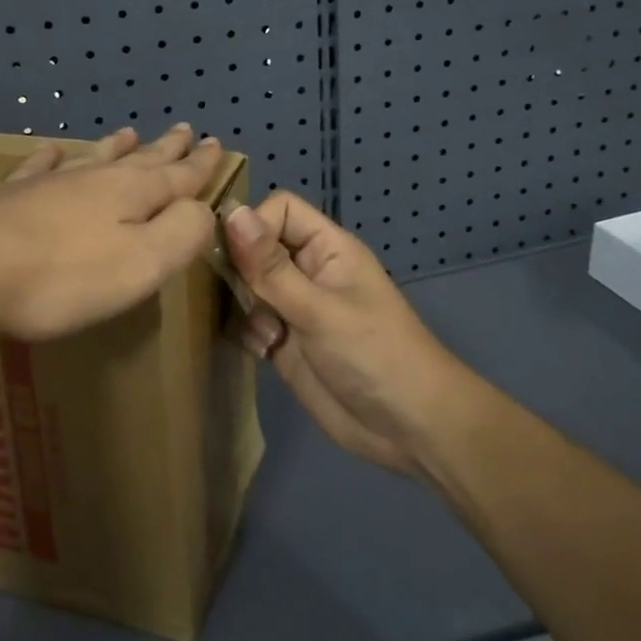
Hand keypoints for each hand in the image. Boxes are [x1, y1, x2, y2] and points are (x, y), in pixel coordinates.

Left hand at [0, 123, 224, 344]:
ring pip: (93, 158)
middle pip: (140, 160)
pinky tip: (50, 151)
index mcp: (132, 195)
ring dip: (116, 147)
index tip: (217, 144)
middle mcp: (94, 180)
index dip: (201, 164)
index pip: (179, 176)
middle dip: (167, 148)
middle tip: (185, 129)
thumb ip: (183, 233)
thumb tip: (204, 210)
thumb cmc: (63, 277)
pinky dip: (49, 159)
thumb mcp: (143, 263)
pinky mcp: (9, 198)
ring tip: (129, 132)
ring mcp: (48, 185)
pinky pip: (37, 169)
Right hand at [223, 192, 462, 477]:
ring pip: (247, 286)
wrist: (410, 430)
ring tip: (264, 331)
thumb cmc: (375, 355)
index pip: (279, 210)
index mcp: (326, 248)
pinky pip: (249, 324)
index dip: (254, 224)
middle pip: (256, 247)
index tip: (234, 255)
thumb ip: (271, 267)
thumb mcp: (320, 309)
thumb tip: (230, 213)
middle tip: (241, 297)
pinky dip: (247, 334)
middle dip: (240, 268)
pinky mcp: (284, 344)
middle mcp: (307, 271)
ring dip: (243, 305)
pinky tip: (264, 353)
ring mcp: (294, 308)